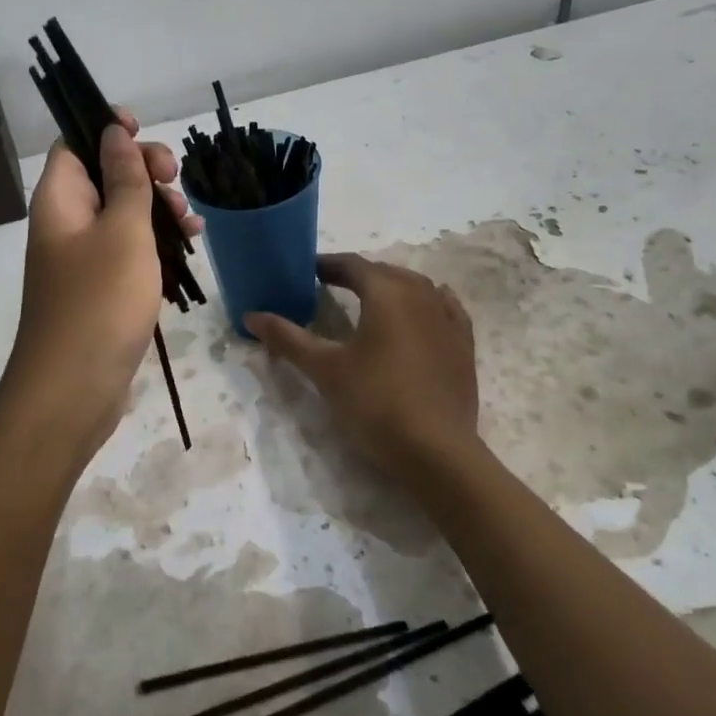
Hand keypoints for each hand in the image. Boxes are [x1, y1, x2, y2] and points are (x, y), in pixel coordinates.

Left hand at [3, 110, 202, 464]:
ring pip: (123, 214)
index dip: (107, 130)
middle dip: (144, 171)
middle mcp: (66, 223)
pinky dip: (155, 244)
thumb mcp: (124, 231)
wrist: (74, 389)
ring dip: (158, 209)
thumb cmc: (100, 301)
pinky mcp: (100, 288)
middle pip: (104, 176)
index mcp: (60, 199)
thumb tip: (113, 132)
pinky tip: (186, 248)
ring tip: (191, 224)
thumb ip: (125, 179)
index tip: (145, 133)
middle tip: (176, 180)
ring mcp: (82, 258)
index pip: (75, 143)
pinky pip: (128, 250)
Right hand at [246, 254, 480, 482]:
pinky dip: (424, 303)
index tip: (306, 271)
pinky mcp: (464, 342)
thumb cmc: (375, 403)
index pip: (352, 265)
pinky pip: (443, 307)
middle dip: (356, 275)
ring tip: (368, 301)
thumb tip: (251, 315)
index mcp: (386, 292)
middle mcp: (421, 294)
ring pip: (415, 287)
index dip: (327, 264)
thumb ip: (288, 338)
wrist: (437, 450)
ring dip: (390, 287)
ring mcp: (448, 317)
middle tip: (330, 286)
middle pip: (384, 272)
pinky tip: (419, 313)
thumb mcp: (325, 370)